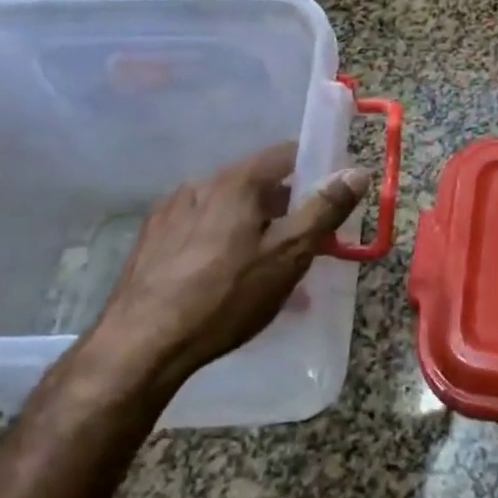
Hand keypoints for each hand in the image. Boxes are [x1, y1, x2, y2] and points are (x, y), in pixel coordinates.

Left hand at [71, 144, 370, 404]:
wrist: (141, 344)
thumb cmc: (225, 296)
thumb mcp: (288, 255)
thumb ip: (324, 209)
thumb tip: (356, 171)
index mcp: (236, 181)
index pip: (287, 153)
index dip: (316, 170)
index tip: (332, 200)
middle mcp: (201, 185)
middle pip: (258, 184)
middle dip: (288, 209)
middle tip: (308, 246)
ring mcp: (171, 212)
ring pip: (230, 211)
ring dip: (257, 230)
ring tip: (270, 272)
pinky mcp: (152, 240)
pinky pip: (203, 231)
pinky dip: (226, 245)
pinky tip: (229, 282)